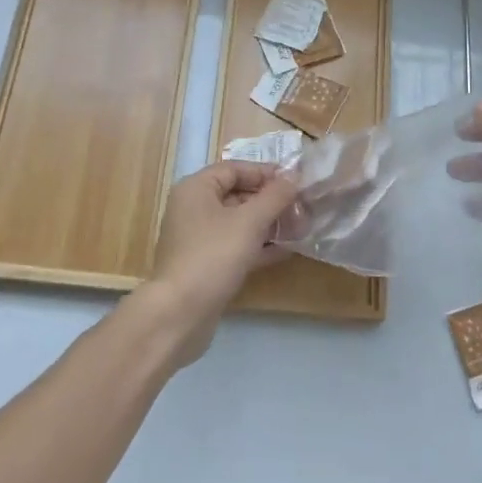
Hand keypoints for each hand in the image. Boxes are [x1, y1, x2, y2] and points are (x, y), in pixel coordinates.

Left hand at [142, 161, 297, 364]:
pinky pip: (234, 246)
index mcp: (196, 189)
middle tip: (301, 208)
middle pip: (236, 195)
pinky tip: (285, 251)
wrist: (180, 314)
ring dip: (267, 224)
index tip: (294, 182)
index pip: (234, 169)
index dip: (265, 173)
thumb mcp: (249, 221)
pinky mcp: (204, 265)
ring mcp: (197, 239)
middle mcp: (193, 209)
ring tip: (299, 228)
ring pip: (237, 222)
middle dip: (270, 201)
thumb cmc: (214, 255)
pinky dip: (257, 246)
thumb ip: (274, 196)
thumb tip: (294, 176)